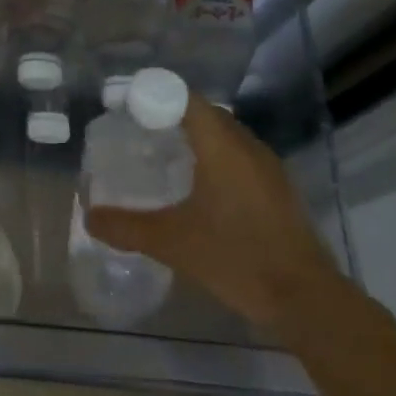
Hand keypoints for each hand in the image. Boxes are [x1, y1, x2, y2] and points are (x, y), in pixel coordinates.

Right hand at [84, 94, 344, 335]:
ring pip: (225, 135)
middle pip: (205, 113)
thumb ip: (126, 227)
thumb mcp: (171, 243)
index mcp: (222, 148)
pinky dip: (213, 156)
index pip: (186, 99)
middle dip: (170, 114)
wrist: (306, 300)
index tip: (123, 104)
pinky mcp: (277, 190)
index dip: (153, 94)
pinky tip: (195, 185)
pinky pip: (238, 156)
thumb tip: (89, 217)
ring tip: (160, 151)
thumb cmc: (237, 259)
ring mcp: (268, 169)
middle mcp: (247, 148)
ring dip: (194, 136)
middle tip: (135, 128)